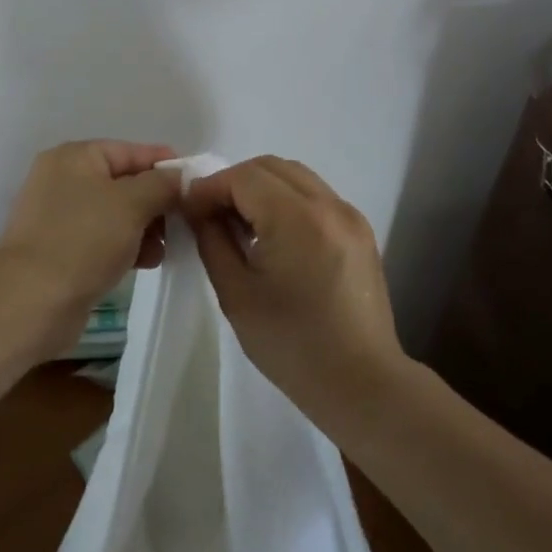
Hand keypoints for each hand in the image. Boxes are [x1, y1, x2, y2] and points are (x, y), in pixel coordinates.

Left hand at [0, 140, 181, 356]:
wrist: (31, 300)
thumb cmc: (84, 239)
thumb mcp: (131, 204)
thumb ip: (161, 184)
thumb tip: (179, 177)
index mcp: (75, 157)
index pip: (130, 151)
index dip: (164, 164)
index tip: (195, 182)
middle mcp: (63, 179)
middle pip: (123, 182)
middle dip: (156, 202)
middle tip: (184, 221)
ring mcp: (59, 216)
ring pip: (115, 213)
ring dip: (144, 227)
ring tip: (164, 249)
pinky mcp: (60, 249)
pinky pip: (102, 238)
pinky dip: (125, 245)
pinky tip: (146, 262)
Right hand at [184, 157, 407, 424]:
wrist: (362, 384)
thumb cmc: (292, 345)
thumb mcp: (236, 294)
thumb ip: (212, 240)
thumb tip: (199, 210)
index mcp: (298, 218)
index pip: (244, 177)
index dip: (210, 187)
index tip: (189, 210)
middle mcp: (329, 205)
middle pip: (270, 167)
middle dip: (234, 182)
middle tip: (210, 214)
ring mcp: (349, 215)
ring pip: (295, 176)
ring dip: (261, 188)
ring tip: (240, 223)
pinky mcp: (359, 230)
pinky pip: (314, 195)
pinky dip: (286, 200)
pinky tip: (272, 234)